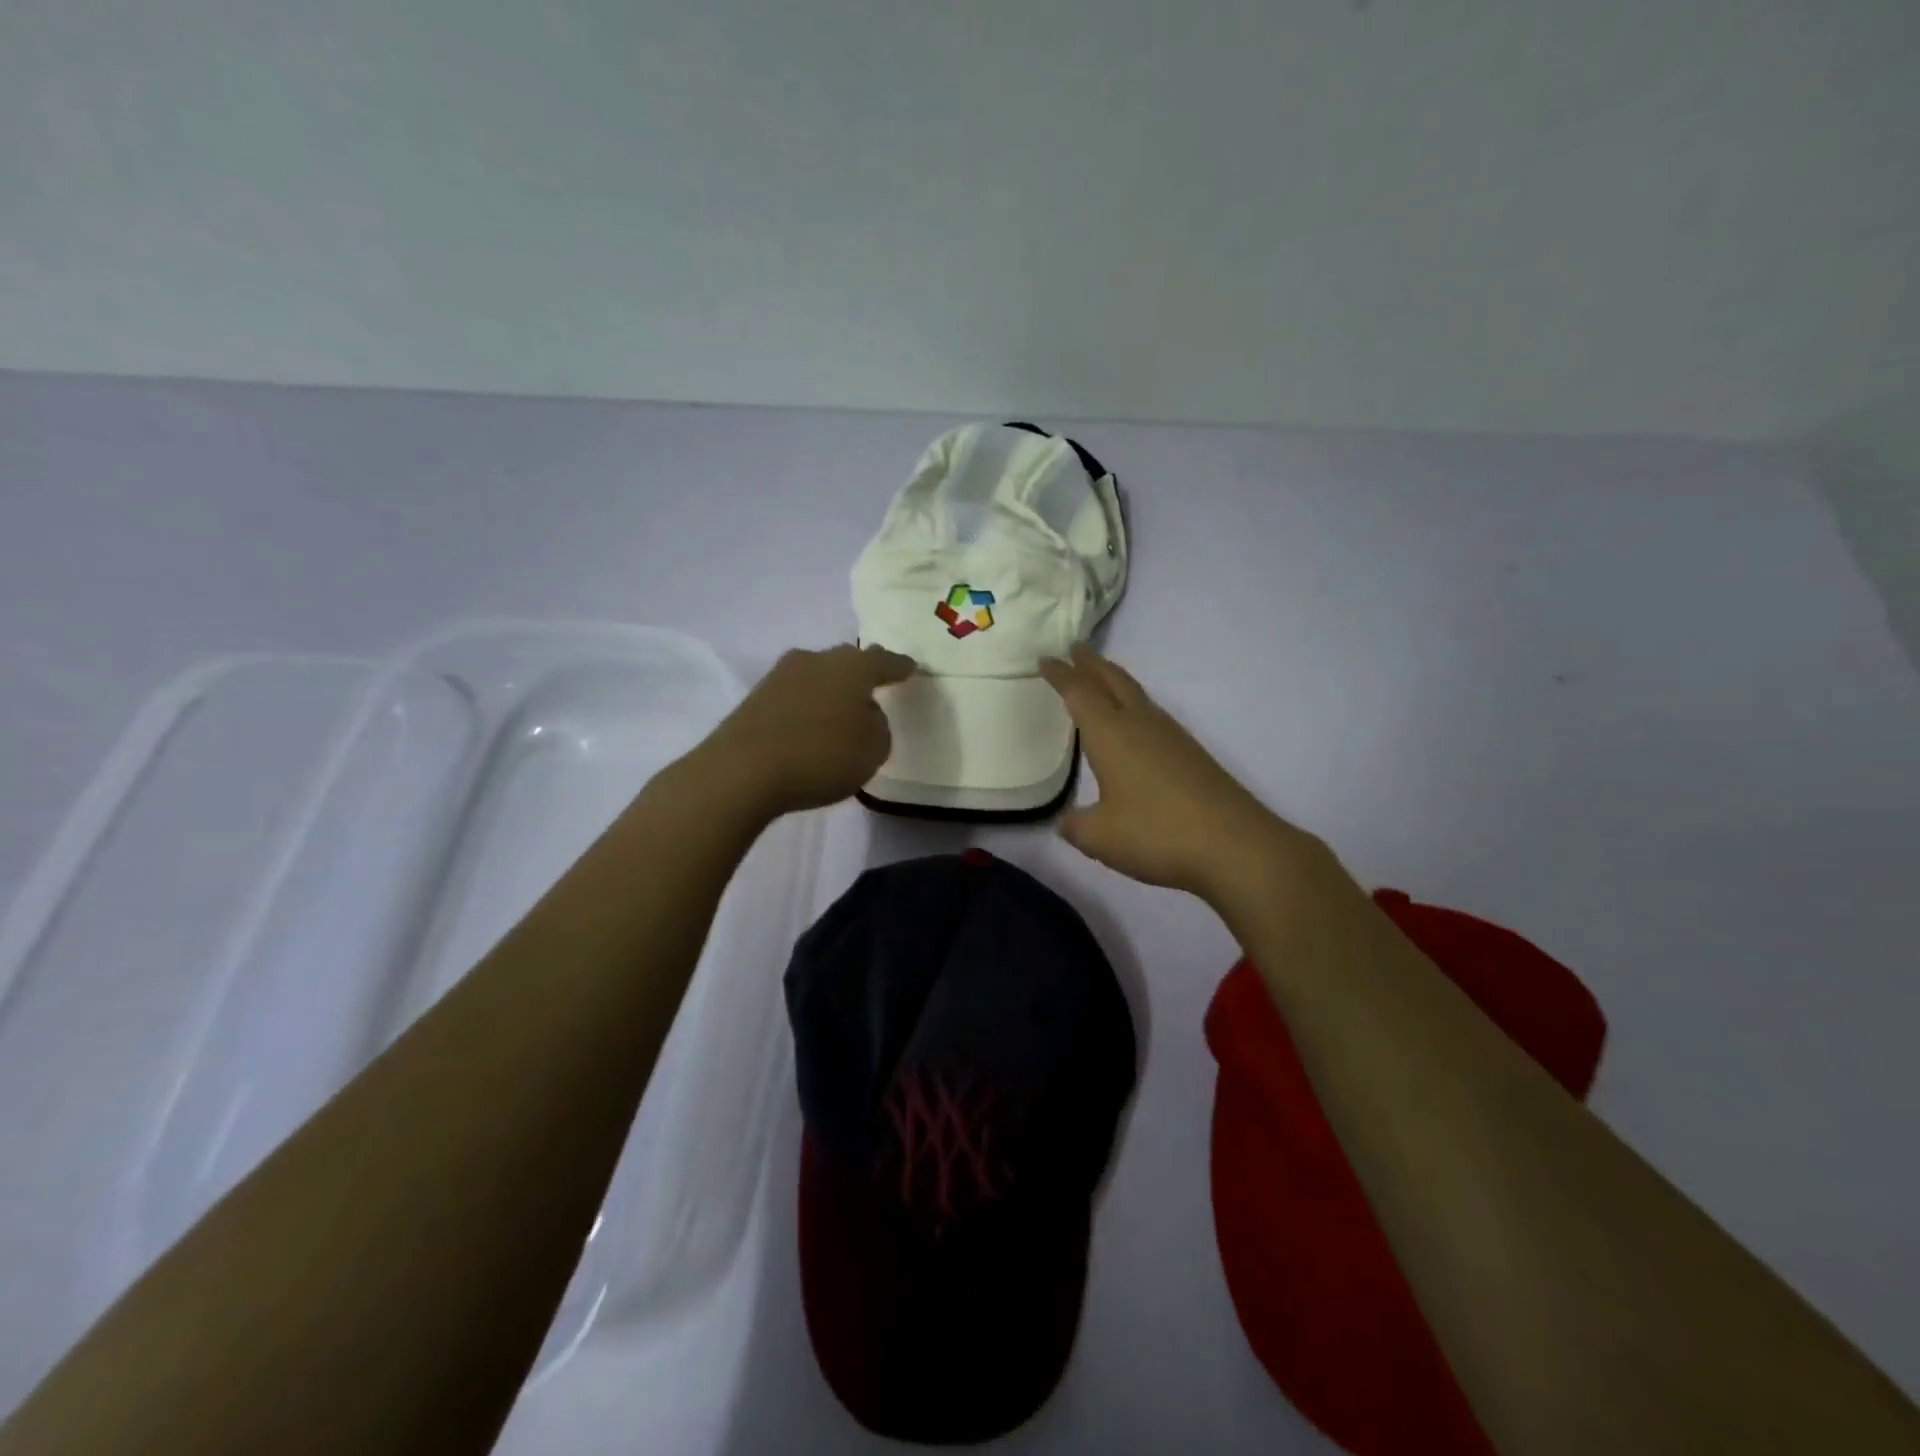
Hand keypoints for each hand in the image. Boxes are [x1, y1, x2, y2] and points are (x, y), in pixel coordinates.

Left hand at [697, 644, 915, 817]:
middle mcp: (817, 660)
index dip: (899, 666)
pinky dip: (807, 707)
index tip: (910, 667)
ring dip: (830, 690)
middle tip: (874, 687)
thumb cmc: (820, 756)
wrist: (741, 770)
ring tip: (840, 712)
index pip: (883, 661)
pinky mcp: (756, 697)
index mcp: (852, 667)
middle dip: (862, 673)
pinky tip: (809, 726)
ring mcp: (781, 675)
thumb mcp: (872, 749)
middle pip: (847, 662)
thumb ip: (877, 725)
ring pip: (818, 676)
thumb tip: (862, 713)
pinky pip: (795, 696)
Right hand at [1040, 645, 1326, 904]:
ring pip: (1136, 695)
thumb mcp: (1100, 838)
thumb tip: (1067, 820)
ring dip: (1114, 681)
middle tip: (1075, 649)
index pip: (1079, 693)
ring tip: (1101, 679)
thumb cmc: (1157, 833)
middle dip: (1091, 664)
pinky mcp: (1191, 754)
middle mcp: (1140, 724)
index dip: (1061, 674)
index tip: (1046, 658)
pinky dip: (1134, 705)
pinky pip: (1152, 715)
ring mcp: (1171, 736)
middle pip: (1113, 681)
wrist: (1235, 845)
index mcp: (1111, 734)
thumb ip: (1076, 826)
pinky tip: (1136, 724)